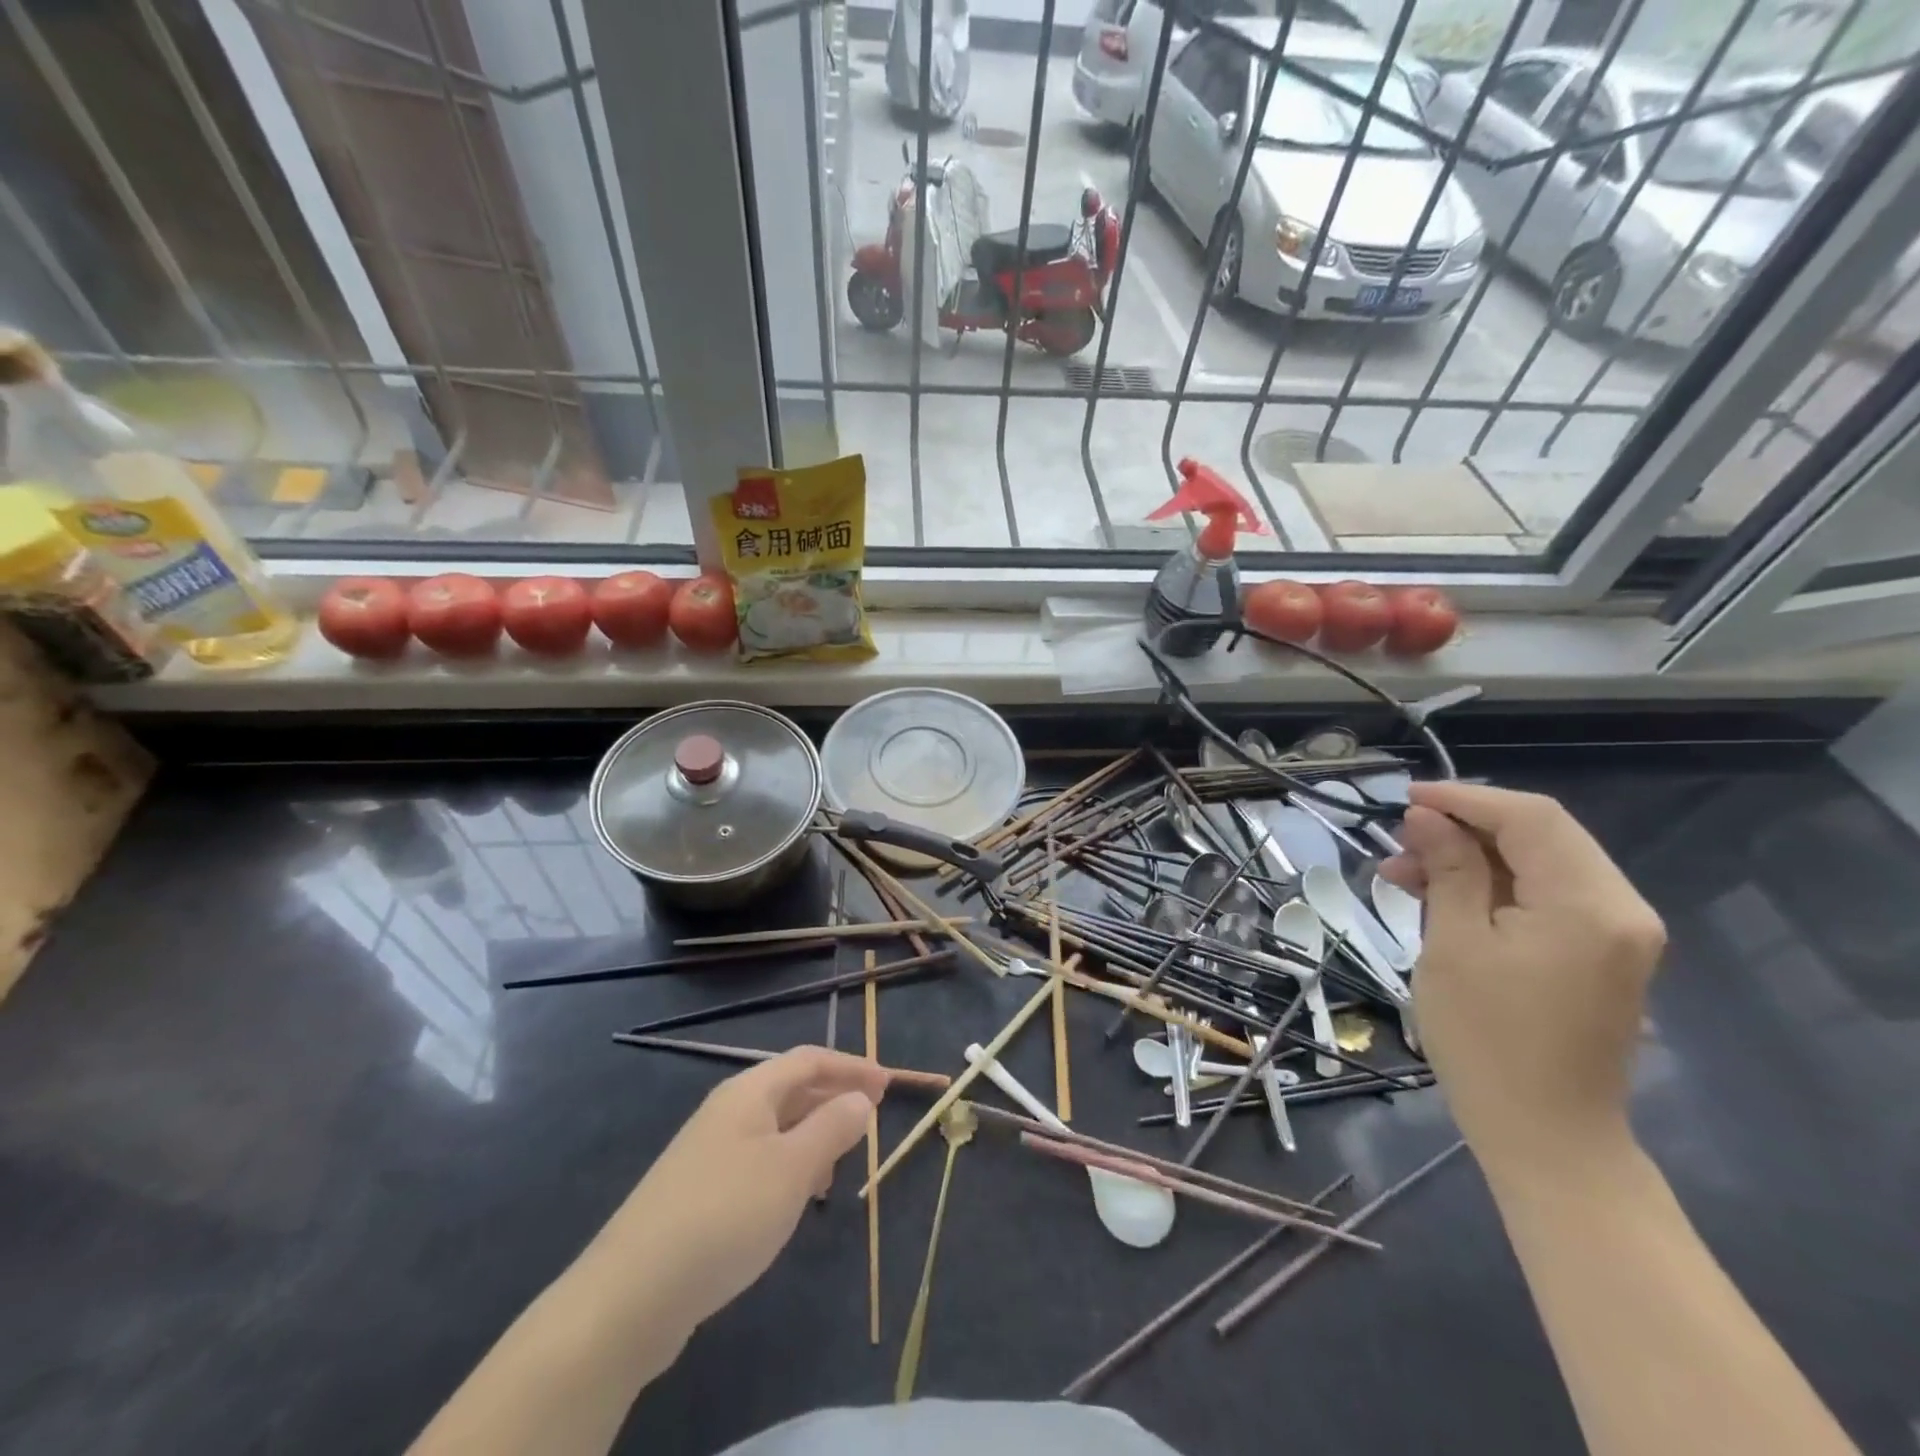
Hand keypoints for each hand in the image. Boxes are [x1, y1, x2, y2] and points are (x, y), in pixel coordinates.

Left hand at [590, 1047, 886, 1337]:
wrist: (631, 1294)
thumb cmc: (725, 1215)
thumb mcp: (792, 1168)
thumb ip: (832, 1128)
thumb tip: (861, 1099)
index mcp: (749, 1092)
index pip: (810, 1060)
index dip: (851, 1067)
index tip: (888, 1086)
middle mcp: (728, 1110)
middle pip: (791, 1089)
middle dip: (833, 1099)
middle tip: (871, 1122)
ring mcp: (709, 1151)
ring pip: (775, 1127)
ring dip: (812, 1135)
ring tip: (839, 1165)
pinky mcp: (698, 1192)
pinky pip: (757, 1160)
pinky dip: (788, 1166)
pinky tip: (796, 1200)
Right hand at [1380, 783, 1664, 1178]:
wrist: (1546, 1136)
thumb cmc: (1487, 1039)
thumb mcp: (1453, 944)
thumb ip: (1449, 870)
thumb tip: (1427, 817)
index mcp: (1589, 904)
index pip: (1531, 818)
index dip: (1465, 799)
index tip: (1404, 800)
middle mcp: (1621, 909)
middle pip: (1541, 836)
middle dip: (1465, 828)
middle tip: (1399, 843)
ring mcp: (1617, 934)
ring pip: (1540, 865)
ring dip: (1473, 859)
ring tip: (1404, 875)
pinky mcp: (1601, 955)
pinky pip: (1547, 898)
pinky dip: (1494, 888)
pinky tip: (1442, 900)